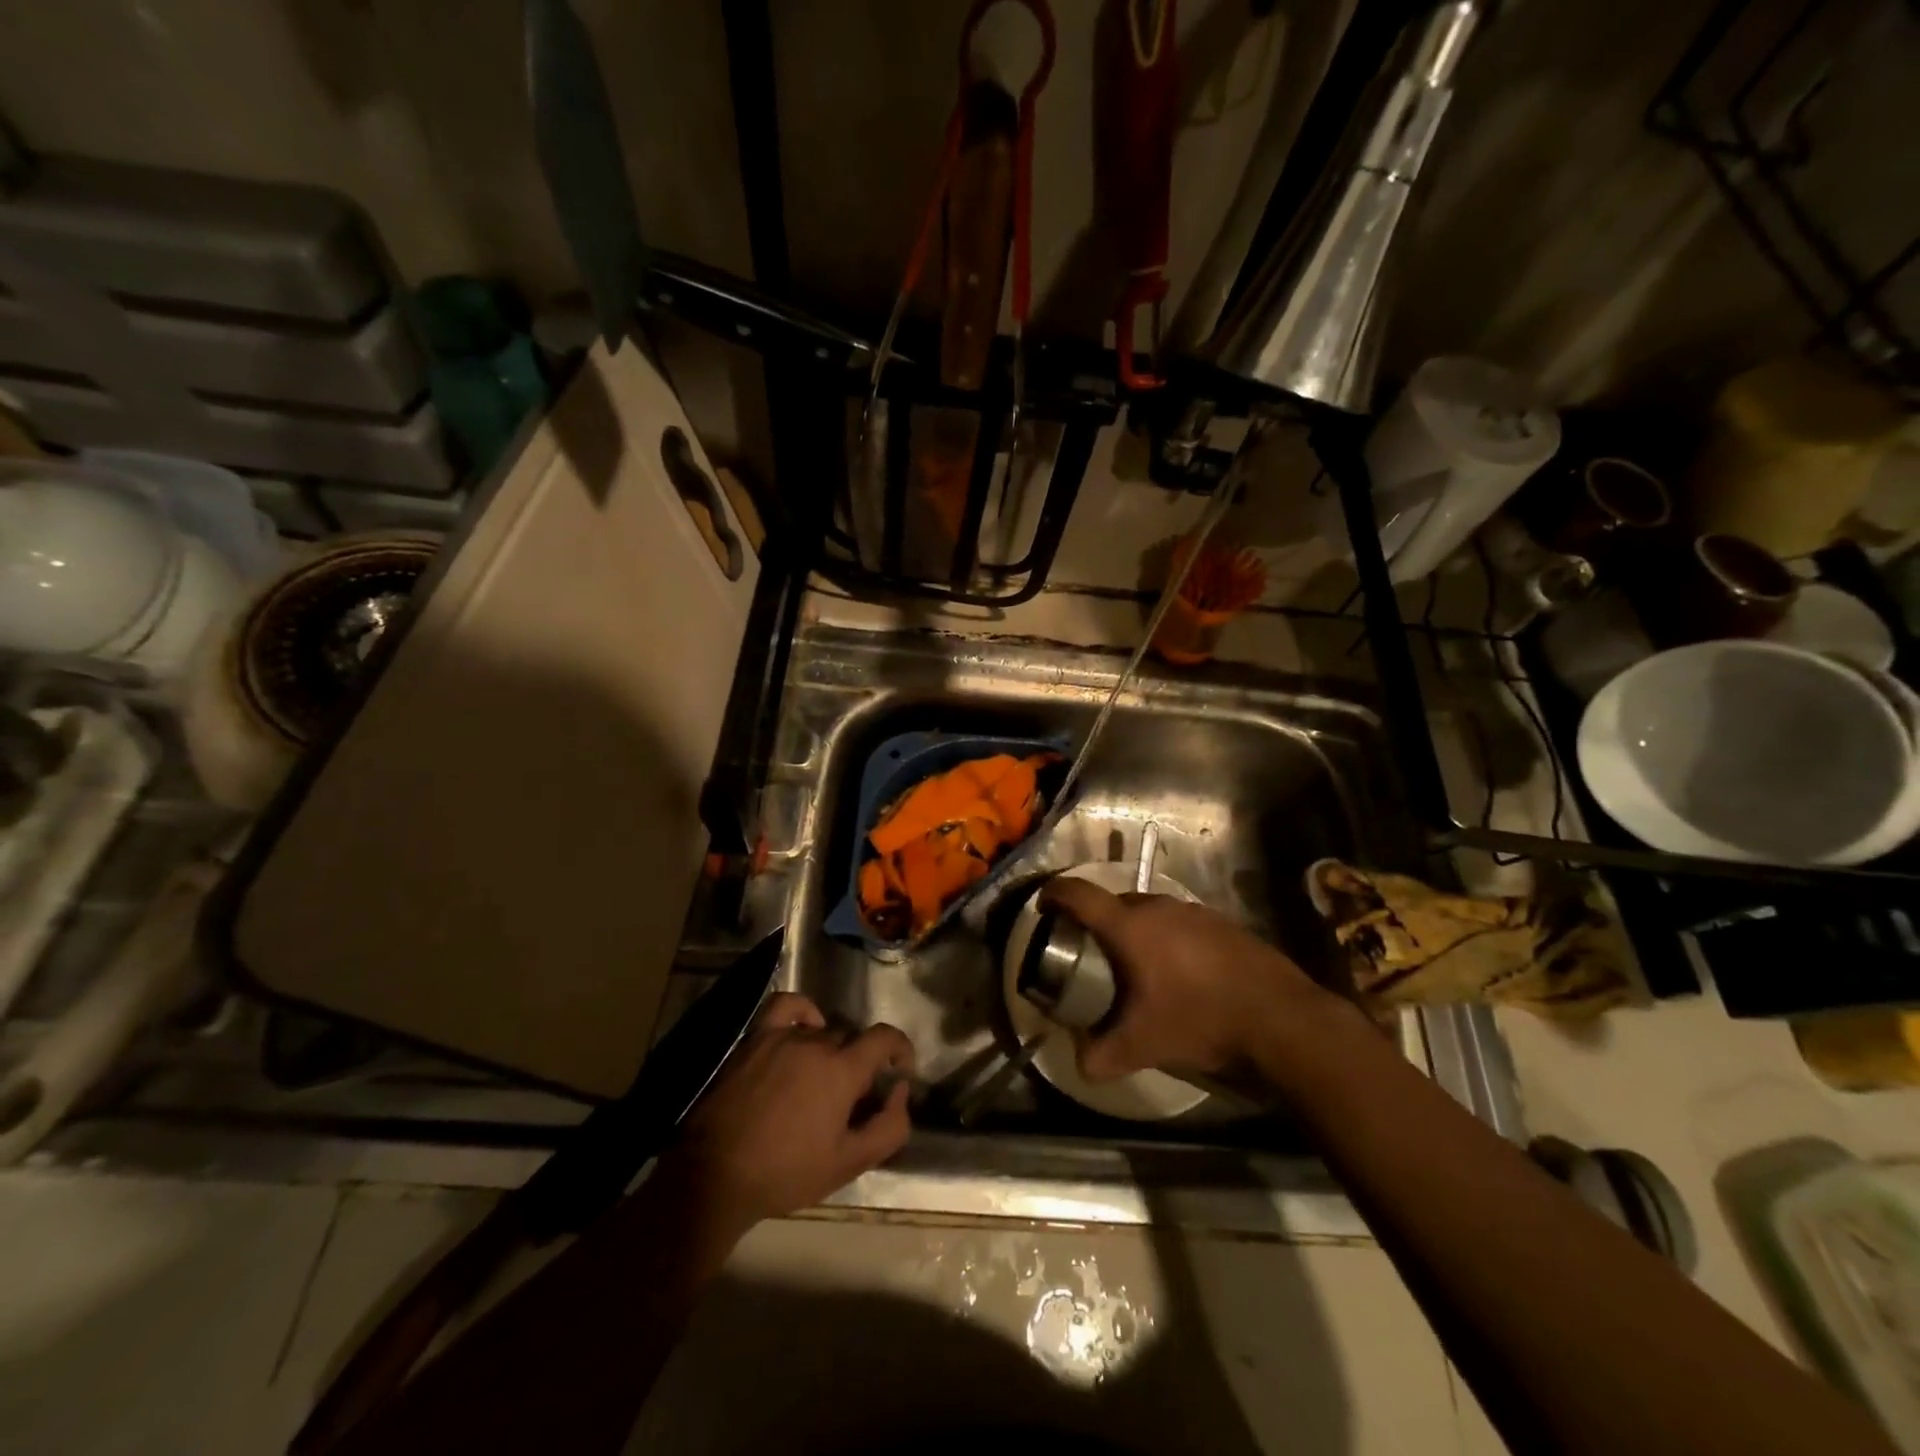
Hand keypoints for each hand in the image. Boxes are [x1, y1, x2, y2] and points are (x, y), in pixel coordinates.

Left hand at [667, 993, 914, 1234]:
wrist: (714, 1174)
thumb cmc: (785, 1172)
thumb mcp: (847, 1164)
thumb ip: (888, 1127)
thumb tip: (901, 1093)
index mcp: (843, 1069)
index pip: (885, 1037)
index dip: (900, 1049)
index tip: (900, 1070)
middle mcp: (816, 1042)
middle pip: (852, 1039)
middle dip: (861, 1063)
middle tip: (852, 1098)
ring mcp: (782, 1036)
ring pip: (822, 1031)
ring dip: (831, 1051)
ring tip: (821, 1081)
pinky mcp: (754, 1038)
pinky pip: (786, 1006)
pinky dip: (803, 1012)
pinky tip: (804, 1030)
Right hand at [1040, 879, 1332, 1081]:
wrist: (1280, 1018)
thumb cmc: (1200, 1020)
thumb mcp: (1143, 1045)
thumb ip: (1100, 1055)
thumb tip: (1078, 1061)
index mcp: (1130, 926)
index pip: (1079, 894)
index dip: (1055, 893)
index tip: (1043, 904)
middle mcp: (1159, 906)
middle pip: (1113, 903)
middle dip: (1095, 923)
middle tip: (1089, 953)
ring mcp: (1194, 911)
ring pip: (1149, 913)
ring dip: (1134, 931)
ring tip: (1134, 966)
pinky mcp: (1221, 923)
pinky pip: (1179, 923)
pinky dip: (1166, 939)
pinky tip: (1179, 974)